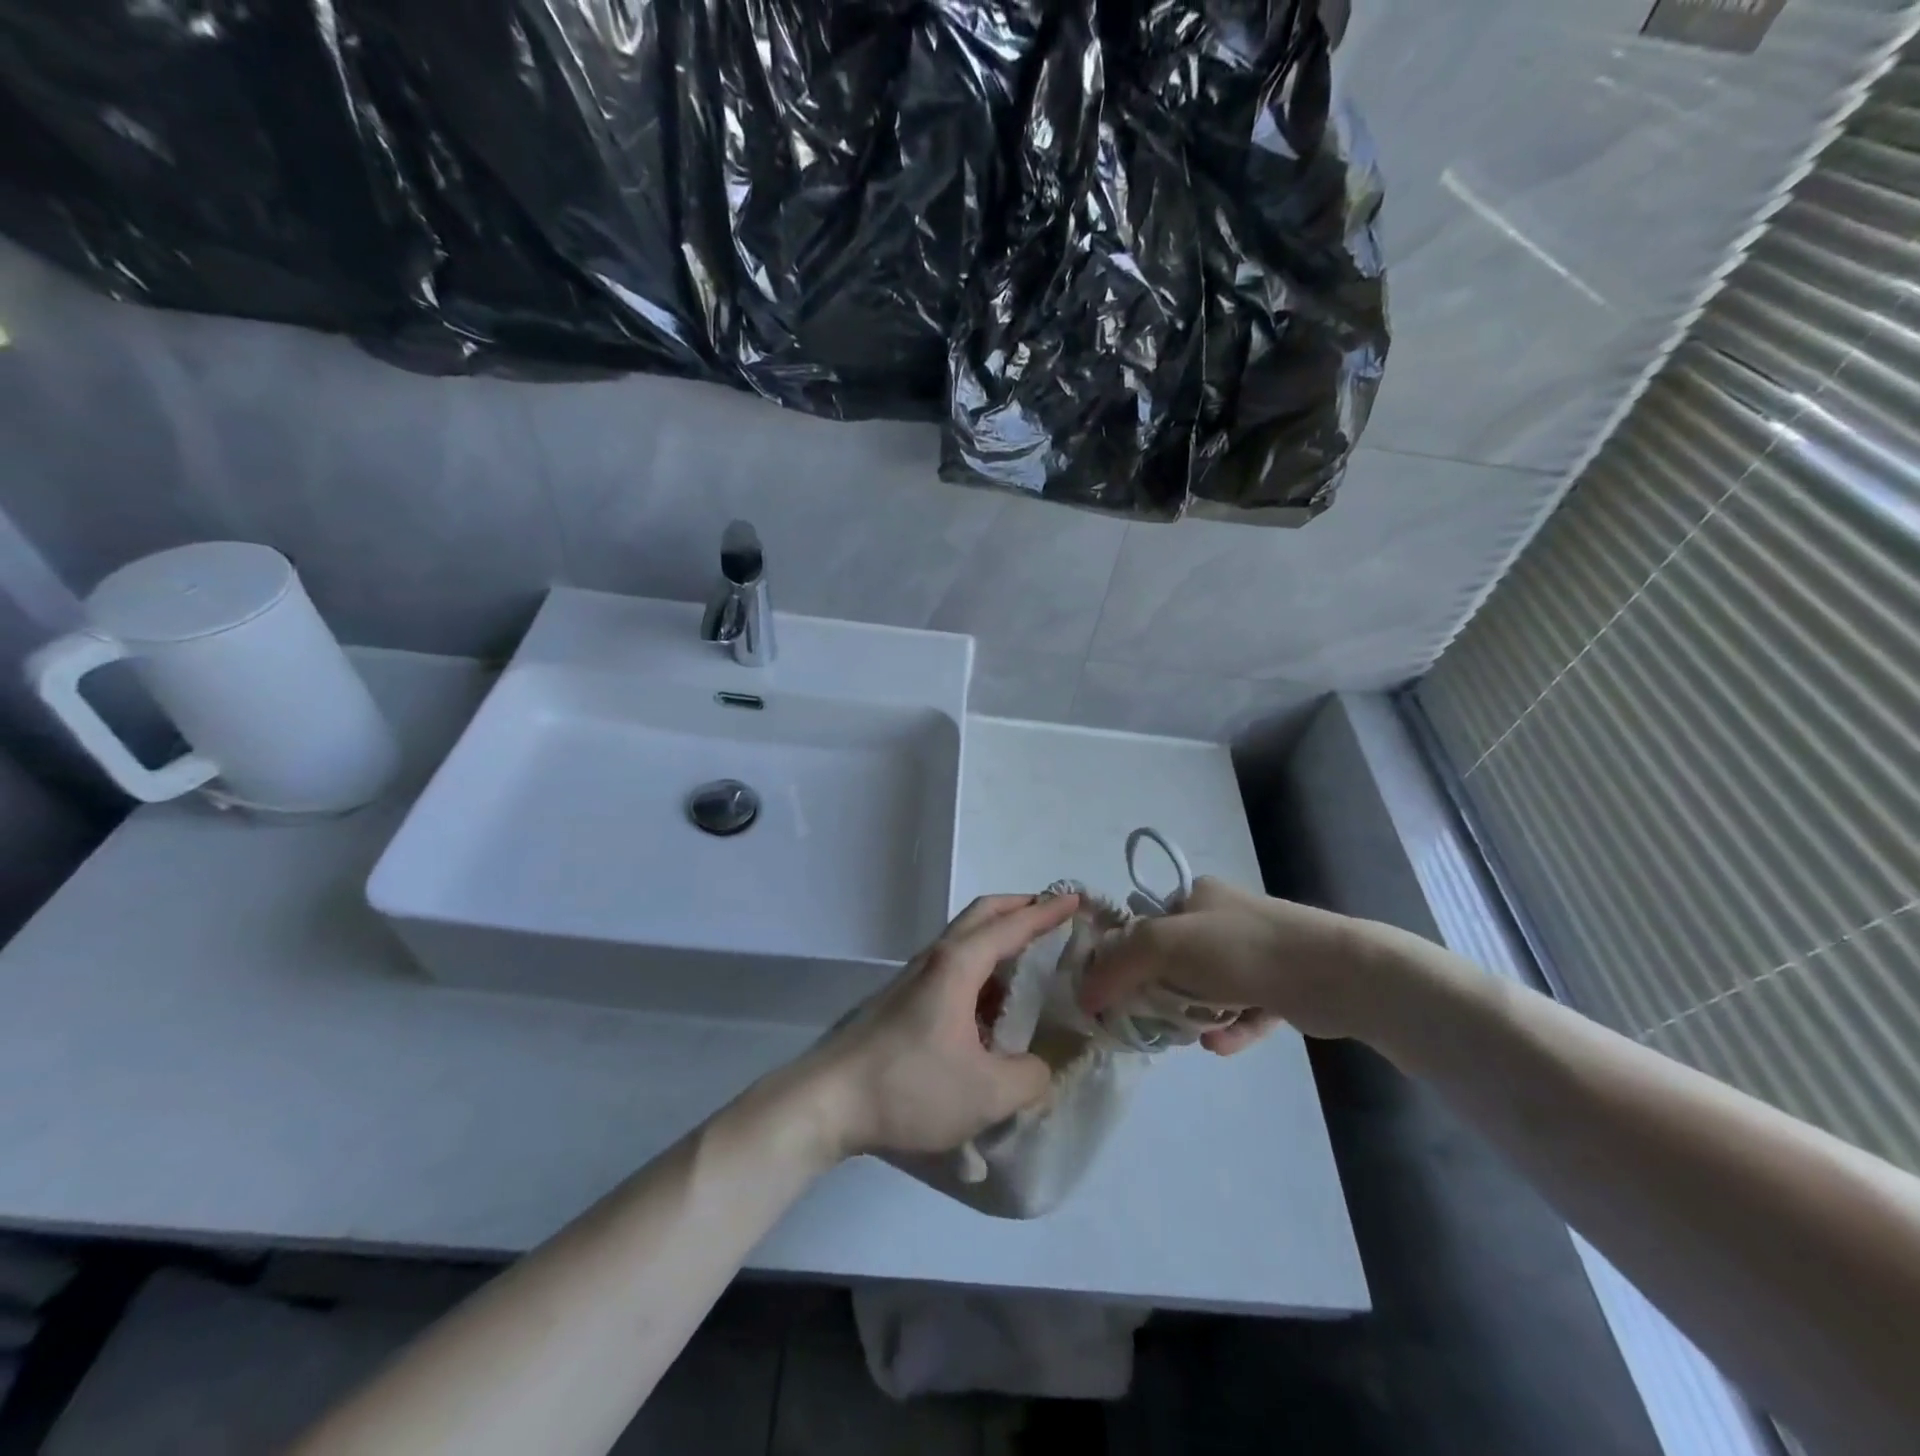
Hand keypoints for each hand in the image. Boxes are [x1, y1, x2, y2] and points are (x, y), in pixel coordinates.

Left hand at [808, 893, 1080, 1159]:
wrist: (829, 1101)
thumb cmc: (909, 1086)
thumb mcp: (986, 1093)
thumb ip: (1029, 1078)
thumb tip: (1040, 1068)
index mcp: (958, 965)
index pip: (1012, 925)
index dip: (1047, 912)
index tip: (1076, 900)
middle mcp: (936, 959)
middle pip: (983, 915)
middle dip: (1020, 908)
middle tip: (1054, 917)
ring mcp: (915, 978)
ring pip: (965, 941)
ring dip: (999, 940)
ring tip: (1033, 966)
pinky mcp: (903, 1000)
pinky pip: (953, 969)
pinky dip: (982, 970)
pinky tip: (993, 1009)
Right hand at [1078, 878, 1379, 1050]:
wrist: (1334, 973)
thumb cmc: (1241, 948)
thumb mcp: (1166, 944)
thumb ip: (1120, 964)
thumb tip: (1085, 994)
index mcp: (1196, 896)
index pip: (1145, 922)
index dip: (1125, 954)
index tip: (1112, 989)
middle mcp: (1223, 919)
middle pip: (1173, 959)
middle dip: (1158, 991)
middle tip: (1147, 1019)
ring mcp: (1254, 953)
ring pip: (1207, 988)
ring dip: (1192, 1013)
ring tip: (1186, 1035)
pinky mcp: (1280, 987)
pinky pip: (1242, 1011)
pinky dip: (1229, 1028)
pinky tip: (1219, 1045)